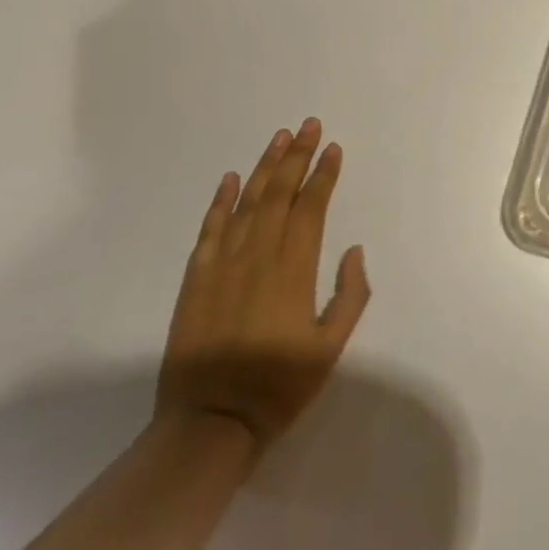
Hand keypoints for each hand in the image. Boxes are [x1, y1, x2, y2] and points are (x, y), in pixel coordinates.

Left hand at [156, 119, 370, 463]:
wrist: (209, 423)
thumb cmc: (278, 387)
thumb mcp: (331, 348)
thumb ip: (350, 296)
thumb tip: (352, 250)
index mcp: (294, 269)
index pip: (311, 207)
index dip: (323, 175)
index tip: (333, 148)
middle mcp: (258, 255)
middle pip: (280, 193)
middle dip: (297, 156)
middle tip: (309, 125)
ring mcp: (222, 264)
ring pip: (247, 202)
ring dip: (265, 166)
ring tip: (279, 137)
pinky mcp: (196, 278)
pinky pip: (210, 229)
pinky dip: (221, 201)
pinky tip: (231, 179)